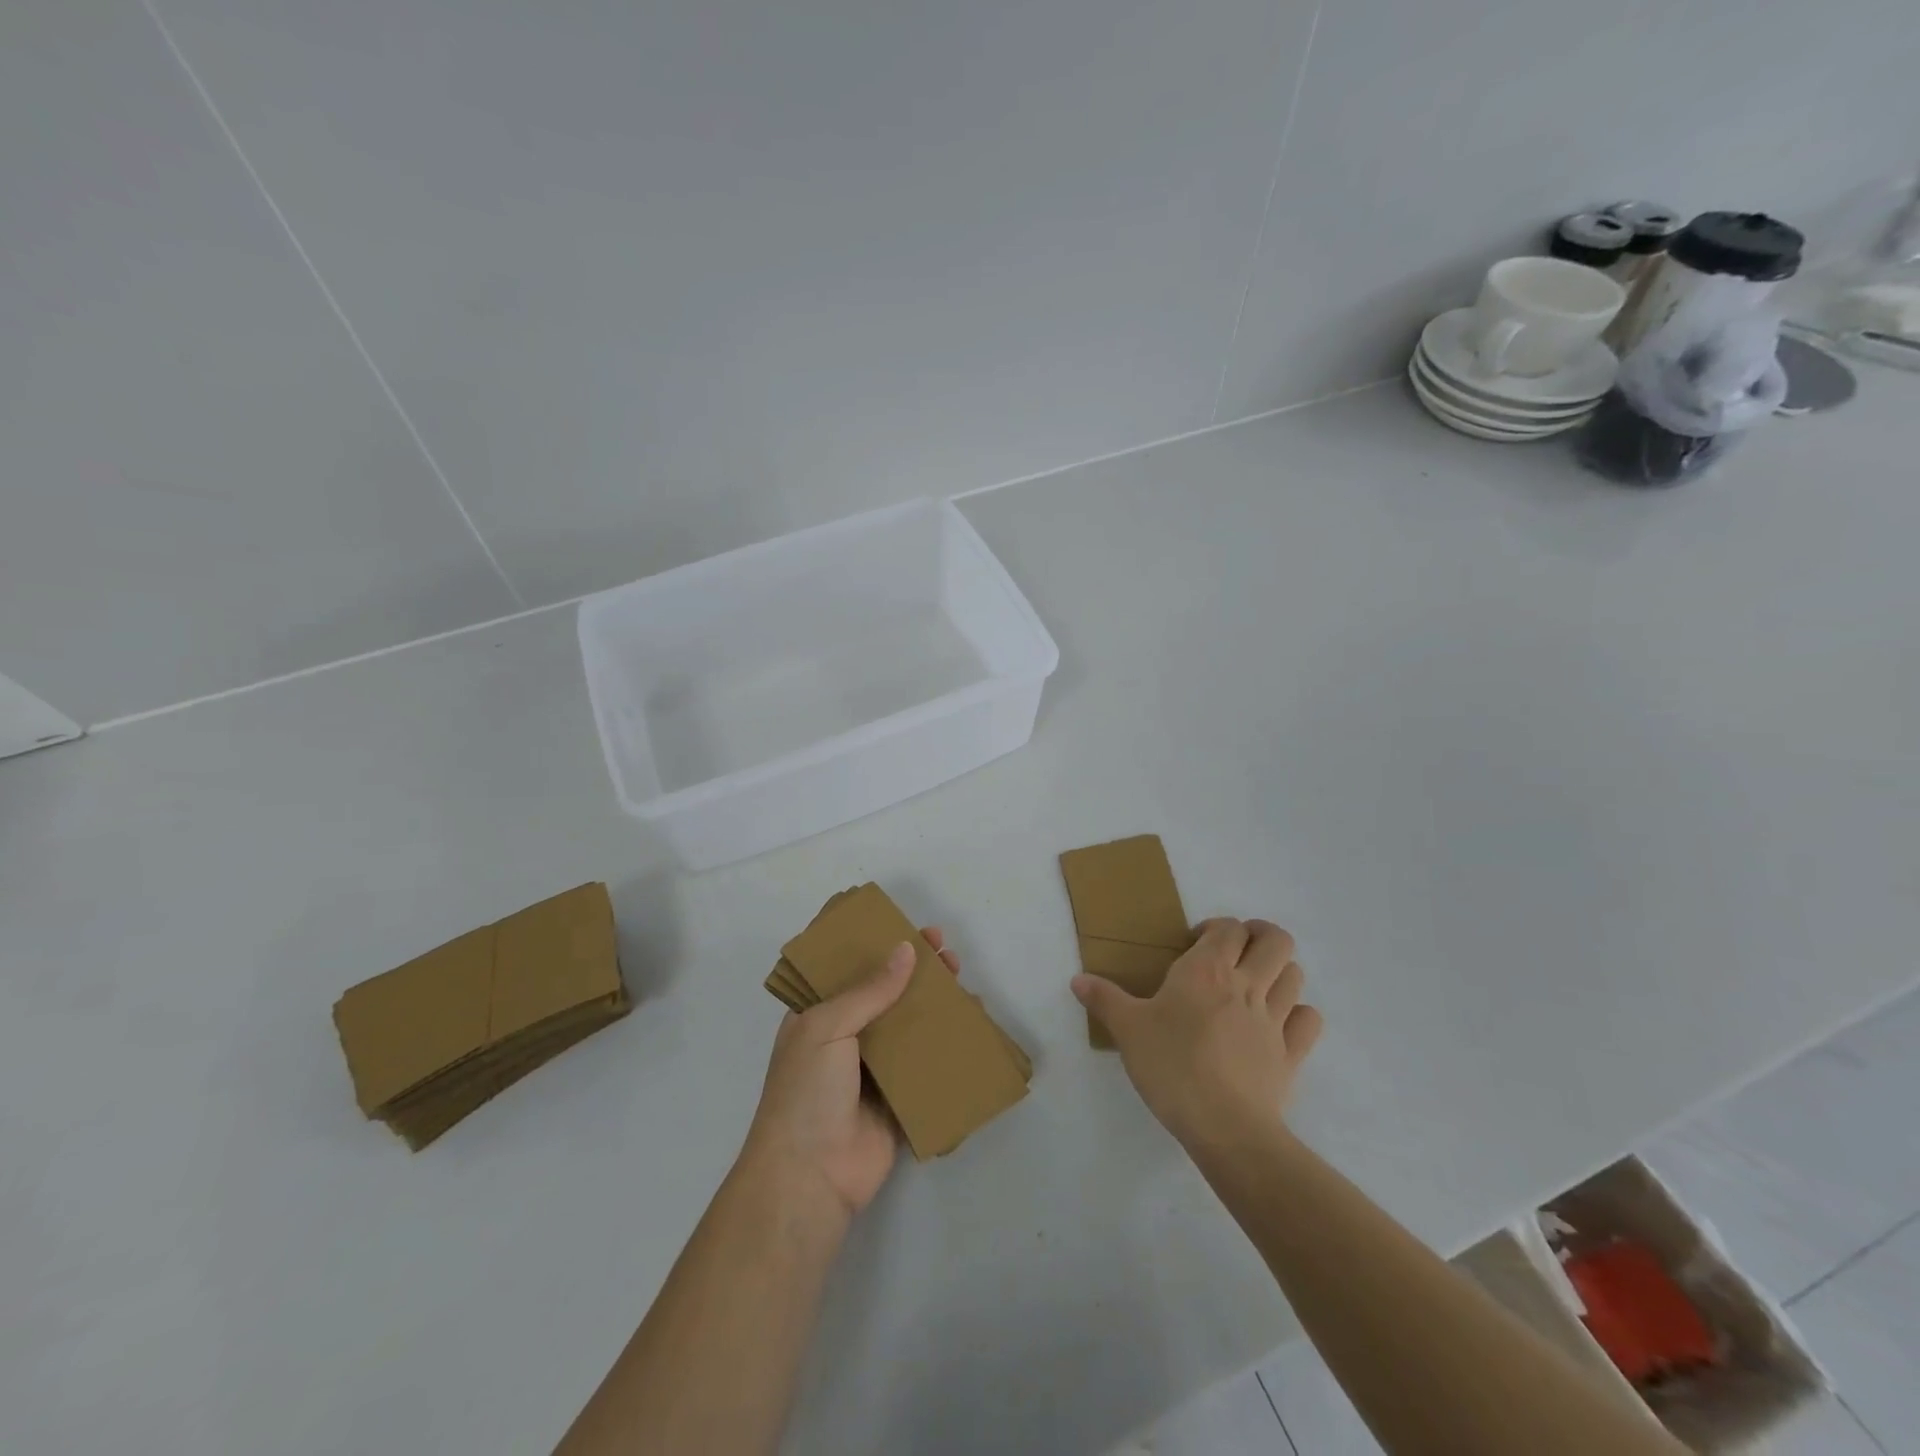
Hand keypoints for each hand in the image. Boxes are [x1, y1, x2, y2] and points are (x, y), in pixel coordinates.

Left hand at [740, 928, 961, 1219]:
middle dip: (913, 970)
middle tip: (943, 949)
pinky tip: (970, 1025)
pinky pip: (926, 1065)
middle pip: (885, 994)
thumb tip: (906, 951)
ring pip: (909, 1026)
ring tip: (961, 979)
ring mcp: (873, 1071)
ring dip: (933, 1003)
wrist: (810, 1177)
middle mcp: (846, 1039)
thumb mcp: (828, 1027)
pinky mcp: (899, 1099)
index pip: (847, 970)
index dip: (875, 947)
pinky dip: (947, 1044)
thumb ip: (870, 990)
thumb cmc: (807, 1092)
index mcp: (818, 1017)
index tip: (905, 927)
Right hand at [1072, 919, 1322, 1150]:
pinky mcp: (1292, 1054)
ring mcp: (1275, 1019)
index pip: (1228, 928)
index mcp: (1207, 971)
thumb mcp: (1127, 1030)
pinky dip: (1298, 1014)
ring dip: (1279, 971)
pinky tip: (1279, 1022)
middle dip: (1261, 935)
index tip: (1194, 944)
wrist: (1225, 1127)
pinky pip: (1308, 1021)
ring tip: (1255, 984)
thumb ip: (1104, 999)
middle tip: (1236, 949)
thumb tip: (1077, 979)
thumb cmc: (1172, 1067)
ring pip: (1295, 975)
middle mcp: (1246, 985)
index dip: (1216, 927)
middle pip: (1275, 940)